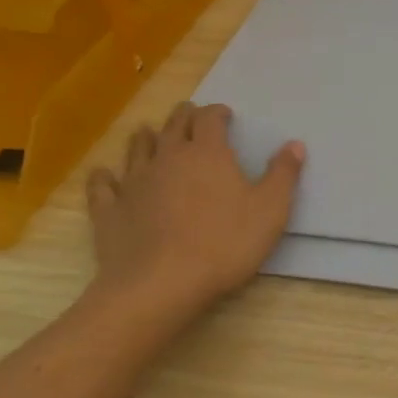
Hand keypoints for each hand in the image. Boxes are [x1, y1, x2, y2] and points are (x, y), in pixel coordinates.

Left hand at [85, 102, 304, 325]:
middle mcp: (168, 157)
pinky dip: (105, 177)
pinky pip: (103, 185)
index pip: (210, 118)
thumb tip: (294, 144)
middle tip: (192, 116)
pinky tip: (106, 176)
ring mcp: (134, 182)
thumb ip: (283, 174)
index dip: (217, 113)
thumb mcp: (271, 210)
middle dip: (185, 116)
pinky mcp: (109, 210)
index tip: (225, 115)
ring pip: (137, 148)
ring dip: (146, 137)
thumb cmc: (224, 244)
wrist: (160, 285)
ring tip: (151, 135)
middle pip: (174, 125)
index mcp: (208, 153)